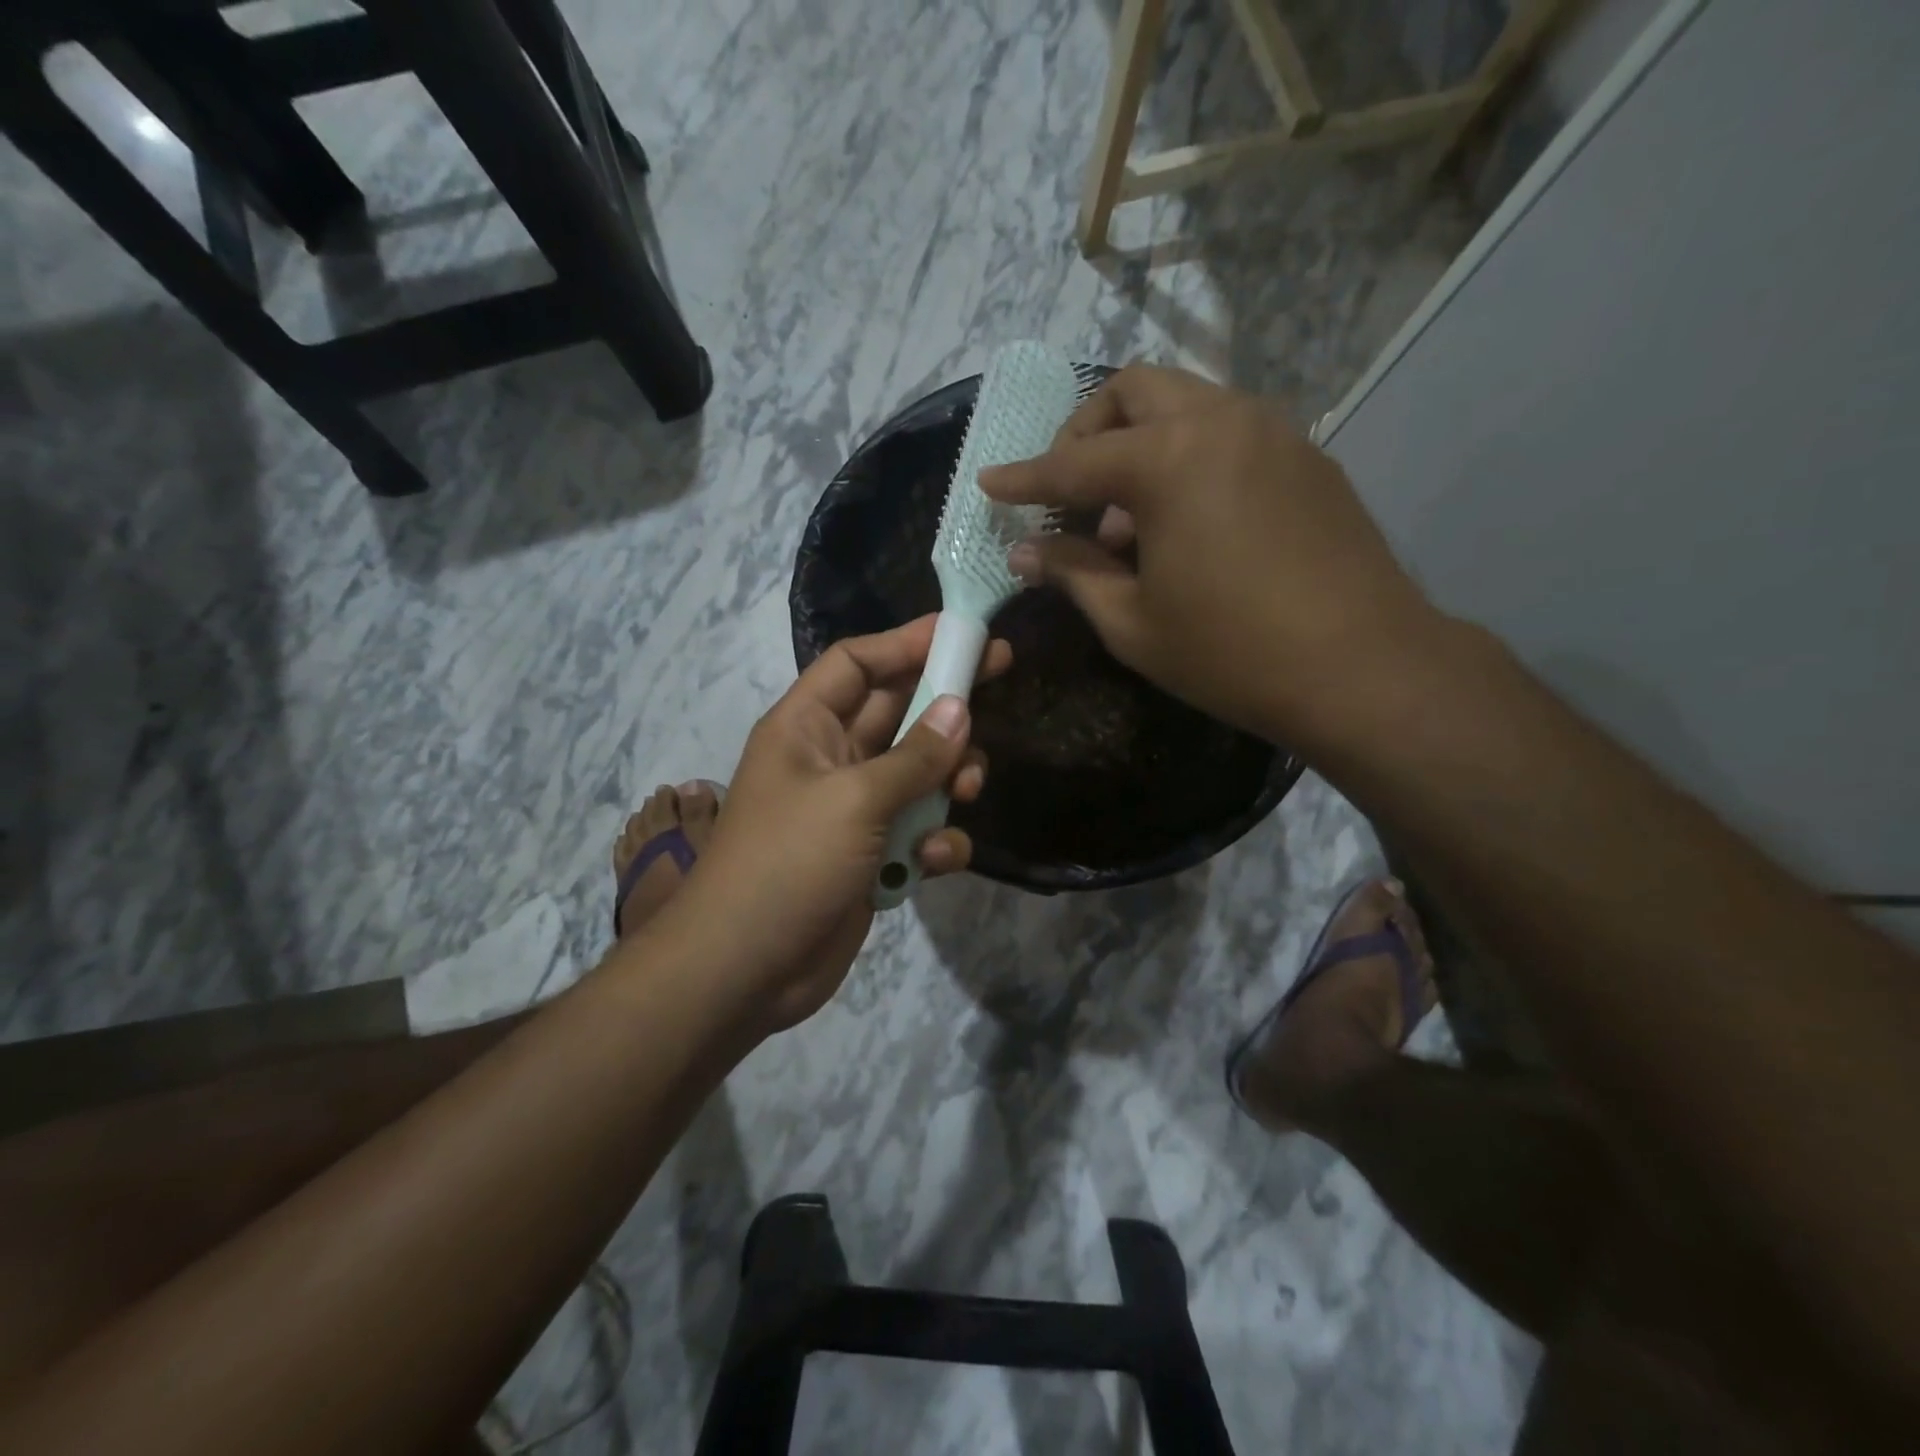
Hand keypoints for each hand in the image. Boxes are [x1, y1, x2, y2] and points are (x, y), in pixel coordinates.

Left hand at [656, 616, 1007, 1034]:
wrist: (745, 971)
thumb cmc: (788, 864)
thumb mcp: (854, 800)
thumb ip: (914, 757)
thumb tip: (961, 709)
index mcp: (806, 726)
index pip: (857, 663)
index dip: (906, 642)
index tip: (962, 633)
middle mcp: (830, 759)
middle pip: (896, 712)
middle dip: (944, 702)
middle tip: (1000, 678)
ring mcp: (852, 810)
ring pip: (917, 772)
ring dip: (948, 778)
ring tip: (968, 789)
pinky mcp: (871, 856)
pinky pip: (917, 831)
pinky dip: (934, 841)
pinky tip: (933, 860)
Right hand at [982, 364, 1437, 744]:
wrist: (1364, 667)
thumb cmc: (1231, 652)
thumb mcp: (1132, 621)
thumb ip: (1072, 572)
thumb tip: (1024, 552)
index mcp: (1169, 460)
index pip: (1072, 464)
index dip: (1023, 479)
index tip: (989, 482)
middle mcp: (1221, 421)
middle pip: (1133, 391)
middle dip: (1085, 432)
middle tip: (1067, 491)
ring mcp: (1272, 431)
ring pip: (1184, 403)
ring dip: (1137, 443)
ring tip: (1124, 520)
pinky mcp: (1305, 456)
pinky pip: (1225, 431)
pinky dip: (1185, 456)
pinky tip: (1182, 521)